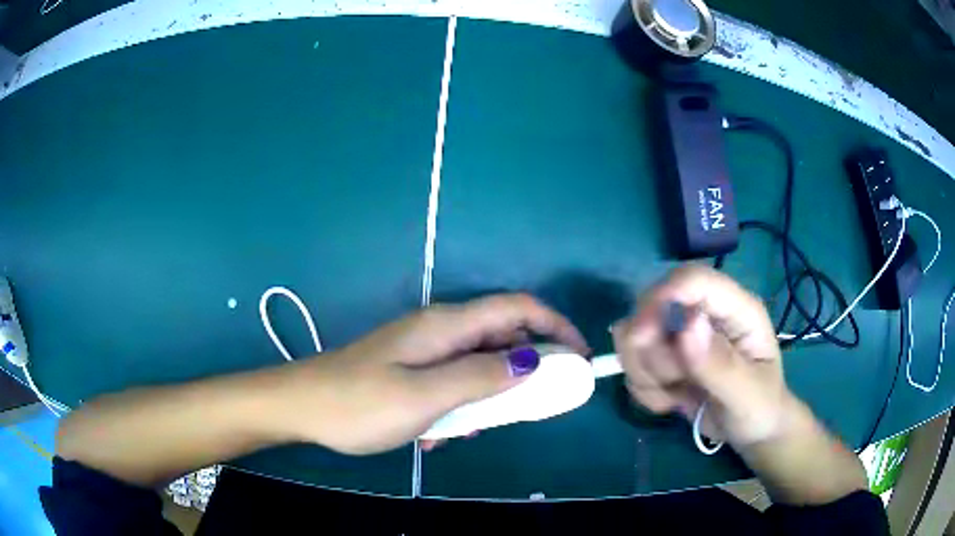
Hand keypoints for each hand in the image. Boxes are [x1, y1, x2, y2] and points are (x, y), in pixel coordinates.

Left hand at [286, 294, 588, 455]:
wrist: (302, 406)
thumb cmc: (360, 403)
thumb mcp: (425, 396)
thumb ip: (481, 377)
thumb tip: (533, 359)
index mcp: (446, 325)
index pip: (517, 308)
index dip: (555, 326)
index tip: (578, 359)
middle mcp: (439, 329)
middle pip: (501, 337)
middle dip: (522, 371)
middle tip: (525, 410)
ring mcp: (423, 349)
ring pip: (478, 364)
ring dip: (485, 397)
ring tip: (465, 430)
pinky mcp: (411, 368)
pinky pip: (453, 381)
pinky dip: (459, 405)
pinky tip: (438, 432)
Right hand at [612, 265, 794, 447]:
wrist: (751, 432)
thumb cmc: (761, 409)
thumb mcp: (748, 395)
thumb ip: (720, 364)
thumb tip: (687, 324)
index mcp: (736, 309)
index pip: (693, 279)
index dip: (662, 297)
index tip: (641, 338)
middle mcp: (706, 314)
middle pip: (654, 305)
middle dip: (652, 351)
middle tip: (673, 384)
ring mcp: (683, 335)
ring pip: (635, 336)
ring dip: (646, 374)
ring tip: (676, 398)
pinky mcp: (666, 357)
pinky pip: (633, 363)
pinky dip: (644, 388)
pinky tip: (670, 401)